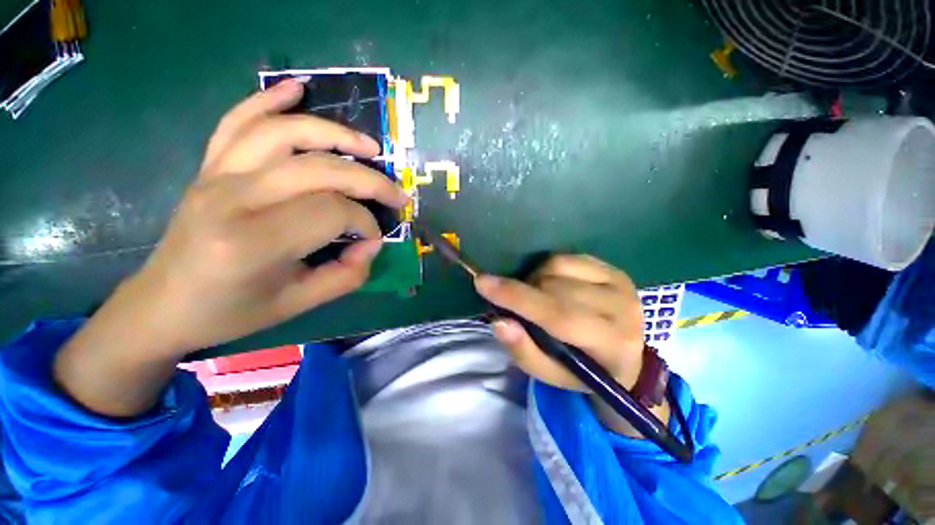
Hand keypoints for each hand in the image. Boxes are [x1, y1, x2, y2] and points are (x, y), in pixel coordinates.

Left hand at [55, 80, 408, 416]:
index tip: (373, 240)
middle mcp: (234, 198)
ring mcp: (216, 175)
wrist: (163, 305)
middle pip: (320, 169)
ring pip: (285, 134)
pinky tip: (298, 88)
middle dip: (370, 180)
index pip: (333, 212)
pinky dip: (268, 99)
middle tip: (397, 194)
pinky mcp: (210, 167)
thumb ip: (347, 275)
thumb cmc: (233, 311)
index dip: (366, 224)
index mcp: (255, 242)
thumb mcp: (300, 304)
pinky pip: (238, 121)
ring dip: (335, 134)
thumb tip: (371, 243)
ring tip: (369, 146)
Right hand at [474, 255, 644, 390]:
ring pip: (558, 267)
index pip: (558, 315)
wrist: (625, 358)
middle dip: (524, 292)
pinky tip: (551, 284)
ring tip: (536, 296)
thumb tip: (498, 321)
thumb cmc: (582, 371)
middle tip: (517, 304)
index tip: (482, 282)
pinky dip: (548, 268)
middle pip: (554, 287)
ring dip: (535, 280)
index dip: (517, 297)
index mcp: (610, 344)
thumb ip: (523, 350)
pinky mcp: (614, 268)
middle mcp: (622, 308)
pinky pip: (567, 257)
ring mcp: (620, 283)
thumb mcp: (549, 373)